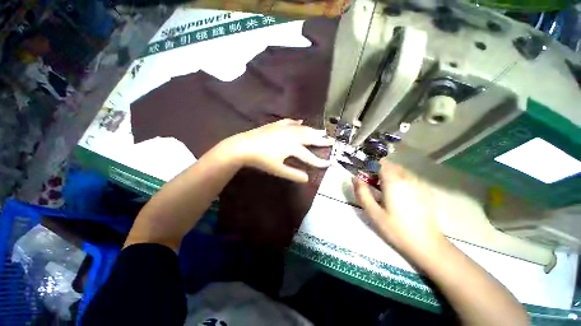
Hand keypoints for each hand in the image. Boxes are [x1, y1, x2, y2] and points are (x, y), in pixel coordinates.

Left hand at [224, 119, 334, 182]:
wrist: (244, 145)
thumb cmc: (262, 159)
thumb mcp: (278, 169)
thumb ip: (293, 174)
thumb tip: (307, 179)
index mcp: (293, 147)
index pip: (310, 156)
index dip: (319, 161)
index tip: (329, 164)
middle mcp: (292, 135)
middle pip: (310, 138)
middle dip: (321, 140)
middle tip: (331, 140)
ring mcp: (284, 128)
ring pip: (303, 129)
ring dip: (313, 130)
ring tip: (322, 130)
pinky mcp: (277, 125)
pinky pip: (290, 122)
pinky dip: (297, 122)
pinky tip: (300, 121)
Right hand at [354, 159, 445, 255]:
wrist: (427, 244)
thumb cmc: (396, 228)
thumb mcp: (373, 212)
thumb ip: (362, 192)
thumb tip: (355, 178)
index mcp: (394, 182)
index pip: (380, 163)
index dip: (370, 166)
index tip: (366, 176)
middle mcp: (407, 178)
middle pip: (390, 165)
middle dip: (379, 171)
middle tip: (373, 185)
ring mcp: (419, 183)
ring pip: (400, 170)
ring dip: (389, 175)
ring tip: (385, 191)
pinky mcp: (425, 190)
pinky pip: (409, 177)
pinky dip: (400, 180)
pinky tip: (400, 196)